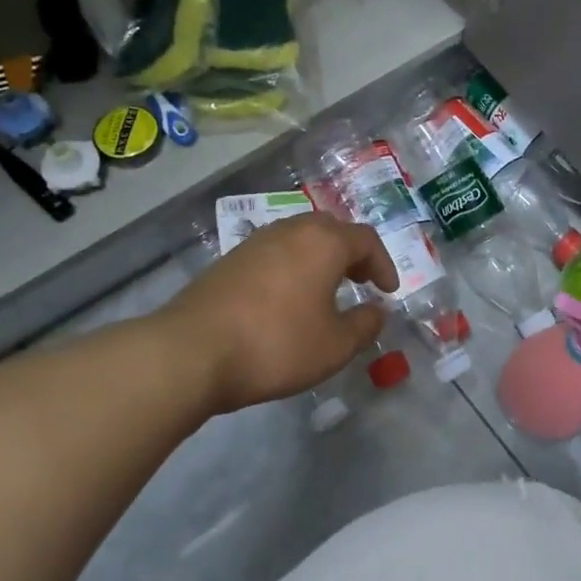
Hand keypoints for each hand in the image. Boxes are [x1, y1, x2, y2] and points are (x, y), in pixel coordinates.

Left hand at [157, 215, 397, 415]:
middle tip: (360, 281)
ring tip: (325, 290)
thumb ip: (365, 325)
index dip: (383, 264)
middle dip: (352, 254)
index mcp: (323, 242)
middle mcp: (290, 230)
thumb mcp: (335, 346)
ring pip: (299, 238)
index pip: (366, 240)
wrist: (192, 351)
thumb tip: (377, 311)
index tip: (388, 292)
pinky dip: (292, 267)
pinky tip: (287, 299)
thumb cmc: (276, 345)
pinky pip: (274, 253)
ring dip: (320, 258)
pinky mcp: (230, 259)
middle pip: (331, 230)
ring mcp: (255, 242)